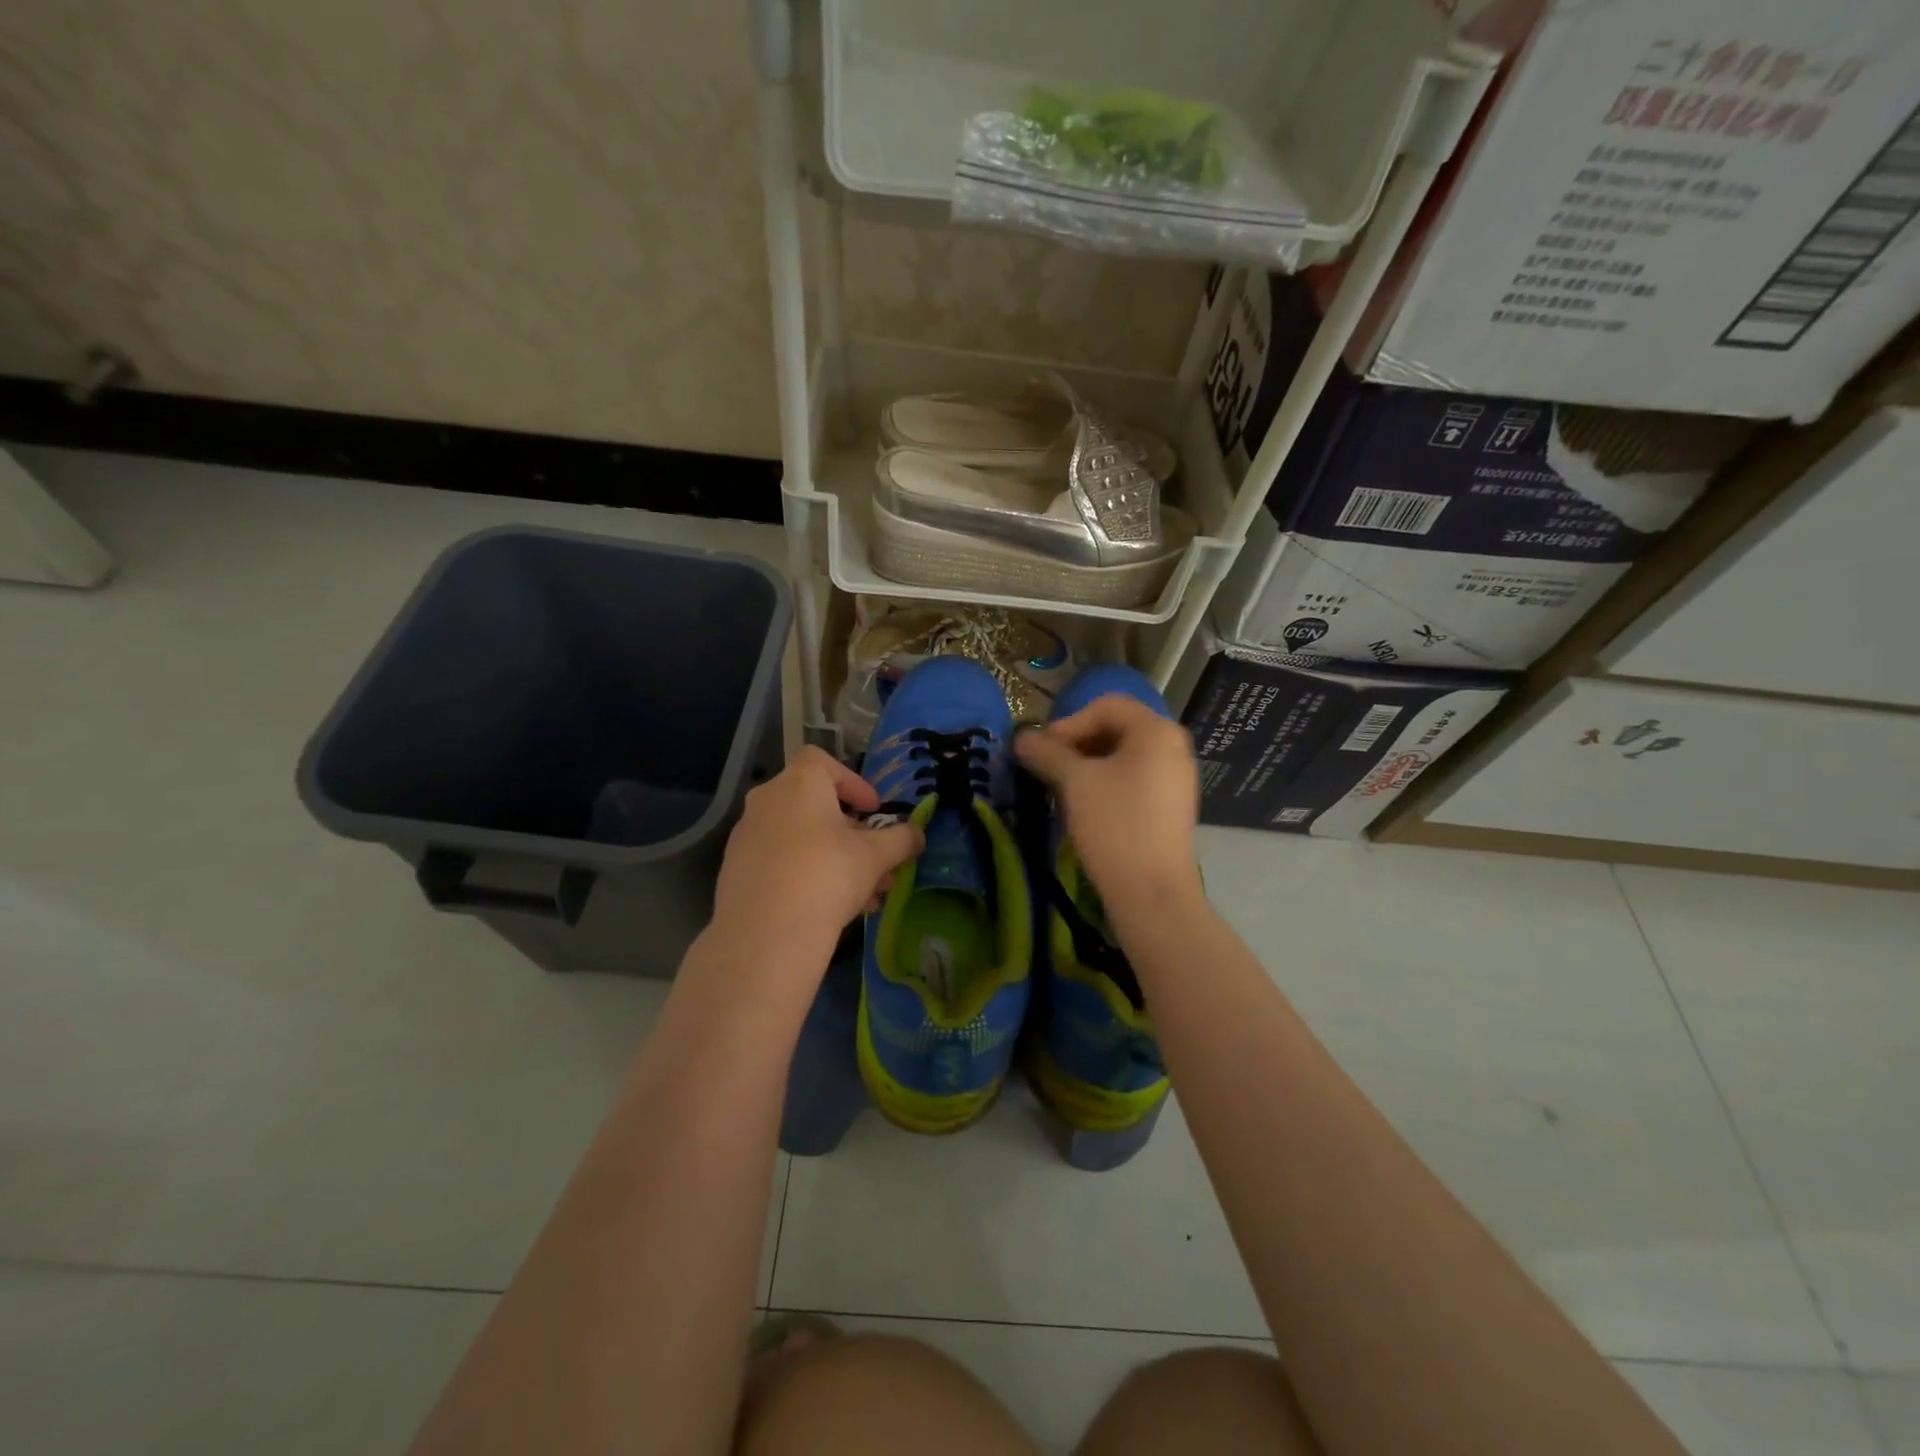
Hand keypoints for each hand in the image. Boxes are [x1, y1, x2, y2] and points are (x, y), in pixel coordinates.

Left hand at [710, 747, 923, 964]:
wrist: (765, 935)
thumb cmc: (827, 876)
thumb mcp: (876, 856)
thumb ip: (901, 840)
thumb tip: (918, 835)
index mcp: (798, 784)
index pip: (822, 761)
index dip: (852, 782)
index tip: (872, 810)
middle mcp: (767, 801)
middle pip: (813, 803)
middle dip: (849, 830)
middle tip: (874, 857)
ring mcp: (746, 836)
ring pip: (798, 837)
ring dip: (832, 856)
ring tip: (864, 893)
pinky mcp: (735, 870)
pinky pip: (778, 860)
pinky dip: (805, 872)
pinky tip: (829, 906)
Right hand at [1015, 694, 1202, 904]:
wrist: (1152, 893)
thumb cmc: (1115, 826)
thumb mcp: (1074, 782)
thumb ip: (1046, 752)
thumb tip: (1021, 737)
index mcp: (1156, 730)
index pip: (1105, 705)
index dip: (1068, 723)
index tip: (1043, 751)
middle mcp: (1173, 747)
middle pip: (1116, 728)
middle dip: (1077, 743)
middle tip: (1049, 767)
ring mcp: (1176, 778)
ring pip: (1123, 756)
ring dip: (1088, 765)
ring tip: (1062, 788)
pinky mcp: (1171, 806)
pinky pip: (1134, 779)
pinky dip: (1106, 783)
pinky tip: (1085, 807)